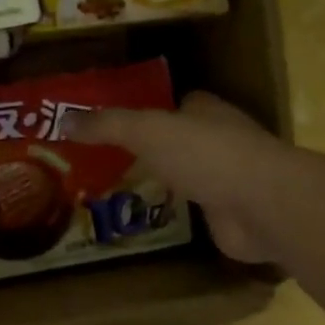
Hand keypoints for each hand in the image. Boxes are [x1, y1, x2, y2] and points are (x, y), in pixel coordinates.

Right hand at [75, 91, 280, 264]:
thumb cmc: (206, 155)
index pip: (178, 104)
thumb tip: (63, 120)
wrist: (261, 205)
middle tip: (108, 162)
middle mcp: (221, 140)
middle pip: (182, 140)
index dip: (150, 110)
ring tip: (119, 192)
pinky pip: (196, 209)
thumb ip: (108, 126)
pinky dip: (177, 213)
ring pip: (189, 175)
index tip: (116, 124)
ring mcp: (229, 179)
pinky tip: (149, 220)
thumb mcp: (146, 132)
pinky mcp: (230, 214)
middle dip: (153, 149)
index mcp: (207, 111)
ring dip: (165, 182)